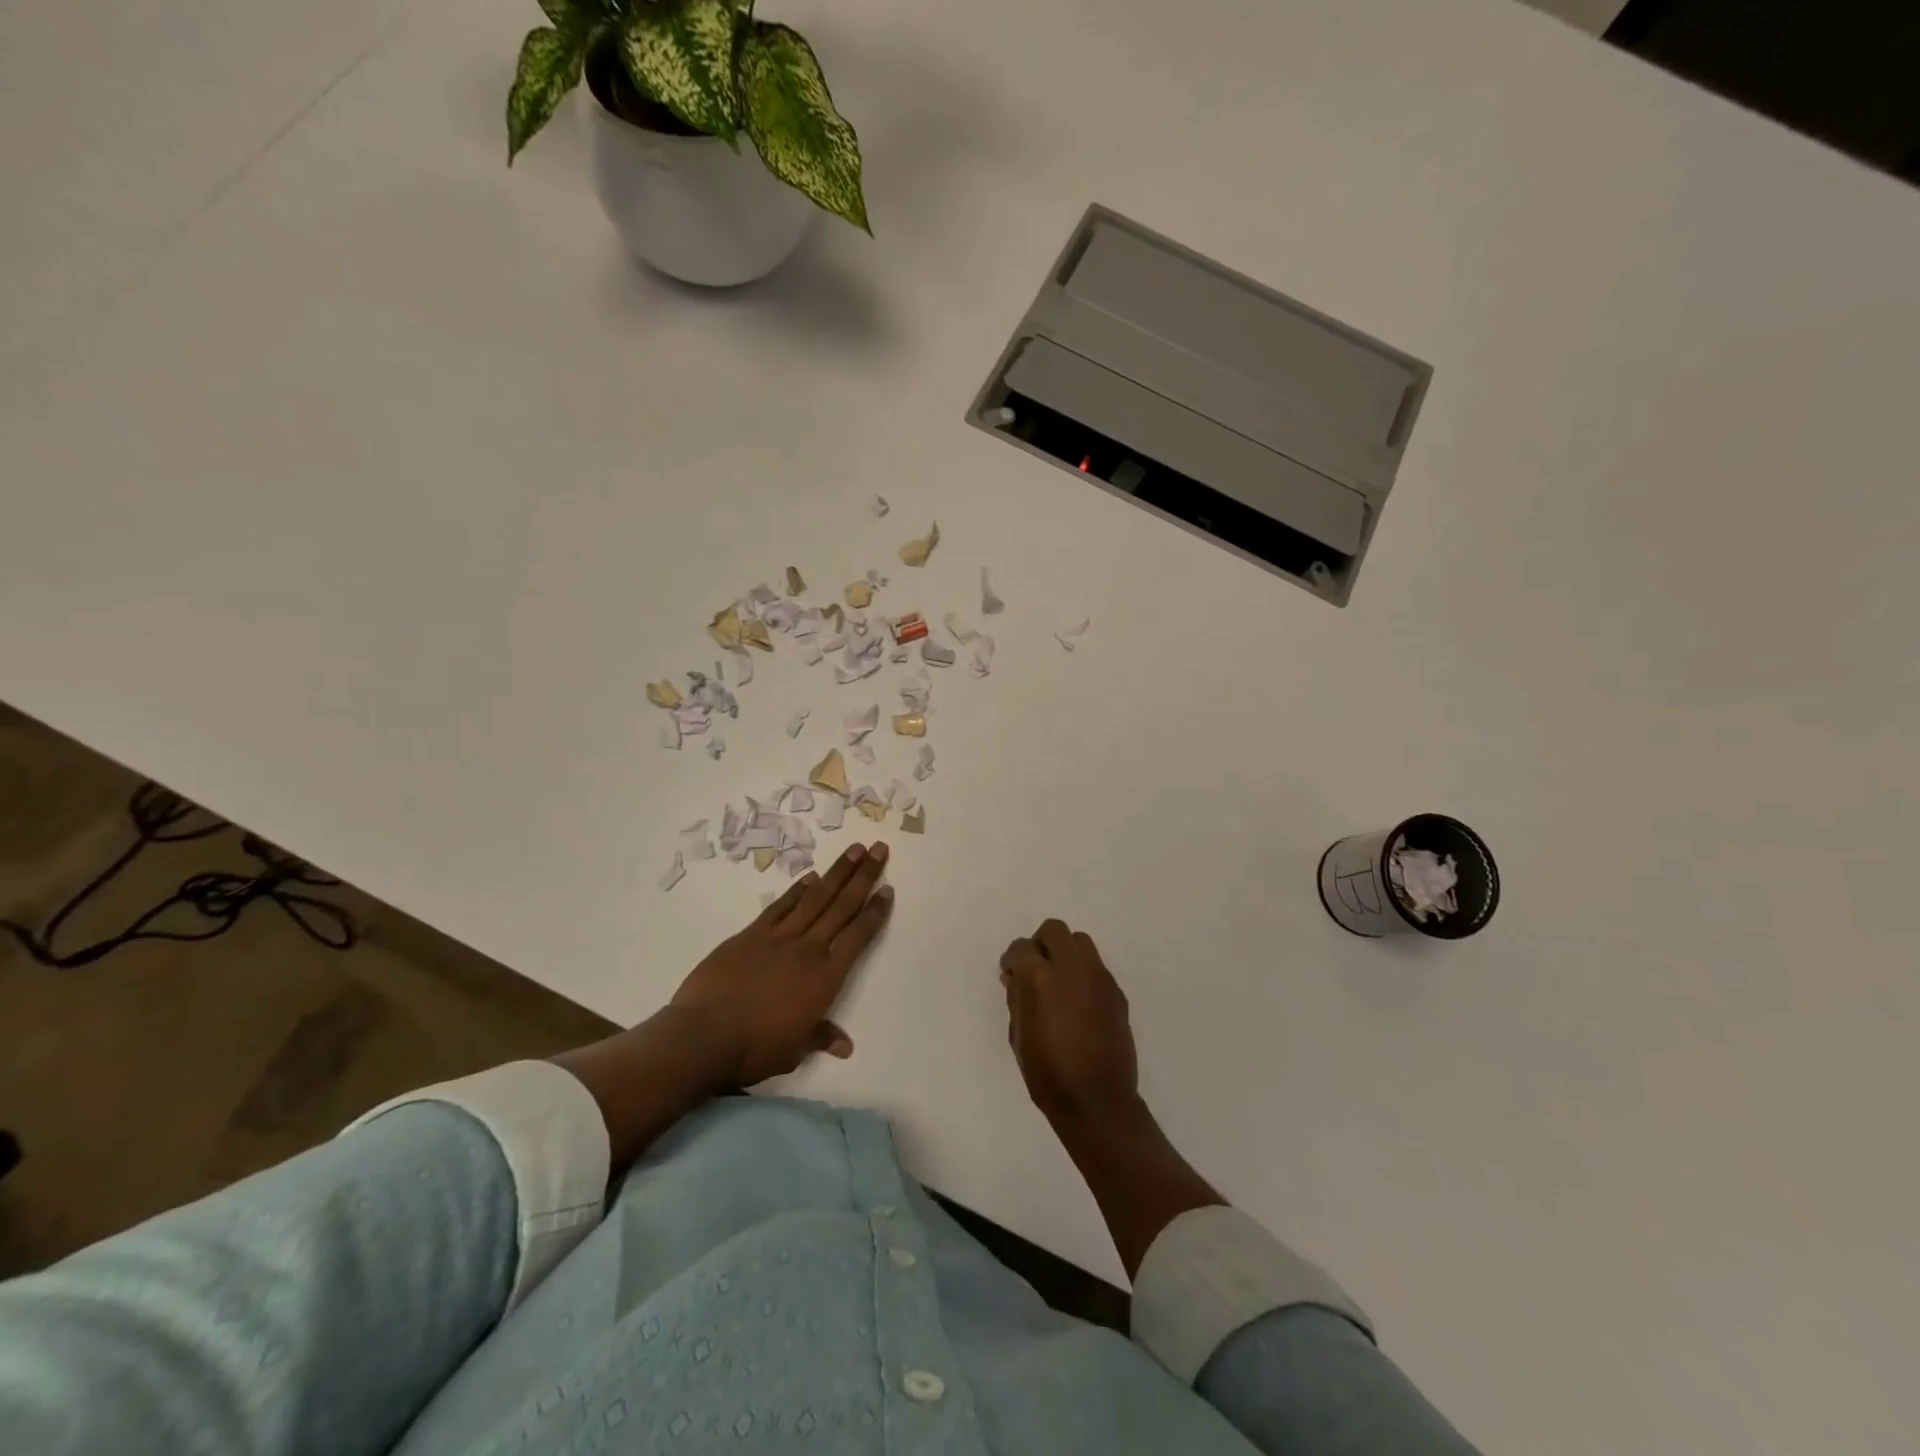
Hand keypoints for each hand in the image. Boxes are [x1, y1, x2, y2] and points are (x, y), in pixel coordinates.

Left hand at [669, 842, 892, 1087]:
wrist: (703, 1036)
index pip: (858, 937)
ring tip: (854, 849)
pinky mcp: (751, 934)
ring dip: (836, 873)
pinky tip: (810, 876)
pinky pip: (780, 906)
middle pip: (842, 906)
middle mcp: (808, 950)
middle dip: (864, 876)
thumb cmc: (754, 1049)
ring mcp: (778, 937)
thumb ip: (820, 1037)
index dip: (875, 912)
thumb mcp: (793, 1051)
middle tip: (879, 849)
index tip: (887, 889)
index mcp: (825, 978)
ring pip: (815, 898)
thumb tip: (844, 1046)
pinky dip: (797, 890)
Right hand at [1000, 919, 1139, 1125]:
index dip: (1012, 959)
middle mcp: (1072, 968)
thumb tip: (1017, 978)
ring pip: (1080, 941)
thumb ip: (1017, 999)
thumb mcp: (1018, 1036)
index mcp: (1040, 978)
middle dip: (1040, 944)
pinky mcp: (1117, 992)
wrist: (1097, 1101)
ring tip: (1059, 982)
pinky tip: (1079, 1002)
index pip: (1021, 947)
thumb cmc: (1048, 1074)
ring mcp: (1099, 977)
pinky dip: (1083, 973)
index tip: (1010, 975)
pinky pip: (1097, 967)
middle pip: (1054, 930)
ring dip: (1065, 953)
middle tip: (1034, 970)